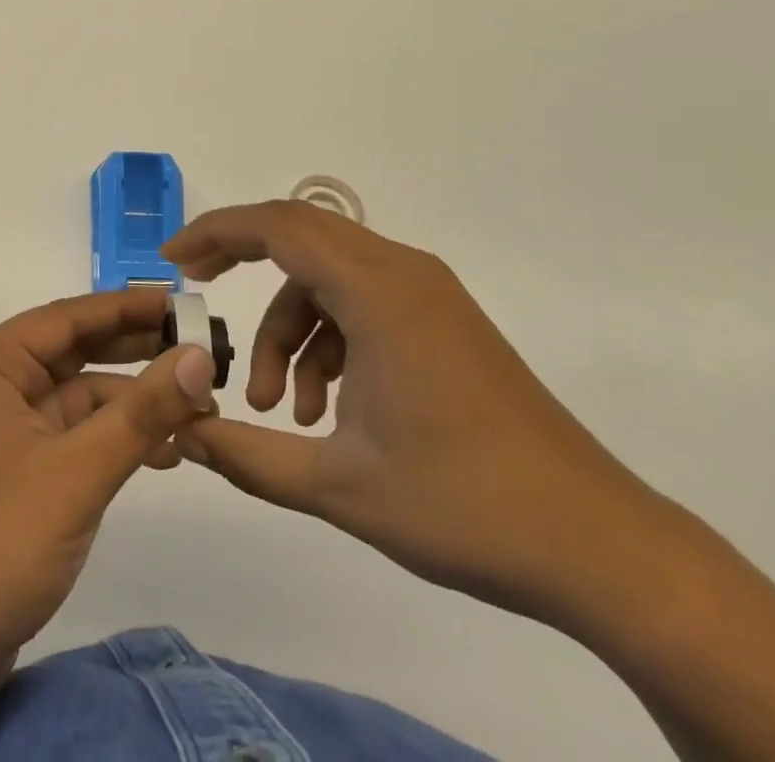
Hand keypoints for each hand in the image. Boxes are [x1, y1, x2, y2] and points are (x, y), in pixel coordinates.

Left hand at [0, 289, 217, 668]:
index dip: (129, 306)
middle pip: (75, 350)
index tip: (185, 304)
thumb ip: (142, 412)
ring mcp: (4, 426)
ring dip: (133, 401)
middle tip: (202, 350)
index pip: (68, 317)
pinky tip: (163, 451)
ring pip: (79, 394)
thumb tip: (200, 357)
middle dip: (136, 351)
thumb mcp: (79, 471)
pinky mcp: (16, 466)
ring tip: (197, 406)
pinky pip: (73, 432)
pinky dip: (114, 437)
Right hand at [165, 200, 678, 627]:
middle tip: (198, 294)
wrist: (600, 548)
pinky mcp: (442, 321)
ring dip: (290, 329)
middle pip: (300, 235)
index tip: (173, 262)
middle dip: (241, 261)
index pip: (278, 226)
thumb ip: (244, 455)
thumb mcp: (336, 486)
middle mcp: (403, 273)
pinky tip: (327, 410)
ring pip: (328, 278)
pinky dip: (328, 339)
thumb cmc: (464, 507)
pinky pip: (361, 302)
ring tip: (281, 411)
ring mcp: (428, 294)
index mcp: (378, 292)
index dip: (216, 233)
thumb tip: (179, 432)